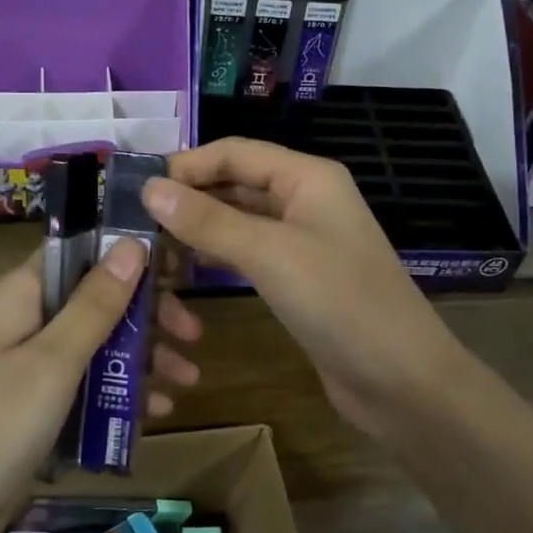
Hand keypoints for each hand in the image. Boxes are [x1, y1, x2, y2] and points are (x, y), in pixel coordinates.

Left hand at [0, 242, 205, 504]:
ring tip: (188, 380)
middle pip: (95, 299)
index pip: (80, 251)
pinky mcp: (34, 406)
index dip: (128, 254)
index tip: (178, 268)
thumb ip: (95, 303)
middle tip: (193, 334)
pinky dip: (119, 392)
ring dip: (142, 357)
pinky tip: (157, 411)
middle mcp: (23, 320)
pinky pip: (86, 384)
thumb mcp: (54, 362)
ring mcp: (27, 366)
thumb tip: (132, 243)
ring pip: (96, 343)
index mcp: (19, 295)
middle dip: (146, 314)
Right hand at [142, 139, 470, 437]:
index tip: (134, 187)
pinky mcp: (297, 276)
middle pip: (235, 183)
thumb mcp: (270, 254)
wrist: (400, 380)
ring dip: (198, 228)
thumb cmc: (340, 303)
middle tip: (133, 222)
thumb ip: (208, 220)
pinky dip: (216, 255)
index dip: (185, 165)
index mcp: (307, 177)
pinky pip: (248, 252)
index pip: (234, 152)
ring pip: (238, 220)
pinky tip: (184, 270)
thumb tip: (149, 188)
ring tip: (149, 247)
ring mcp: (302, 239)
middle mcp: (305, 199)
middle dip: (187, 197)